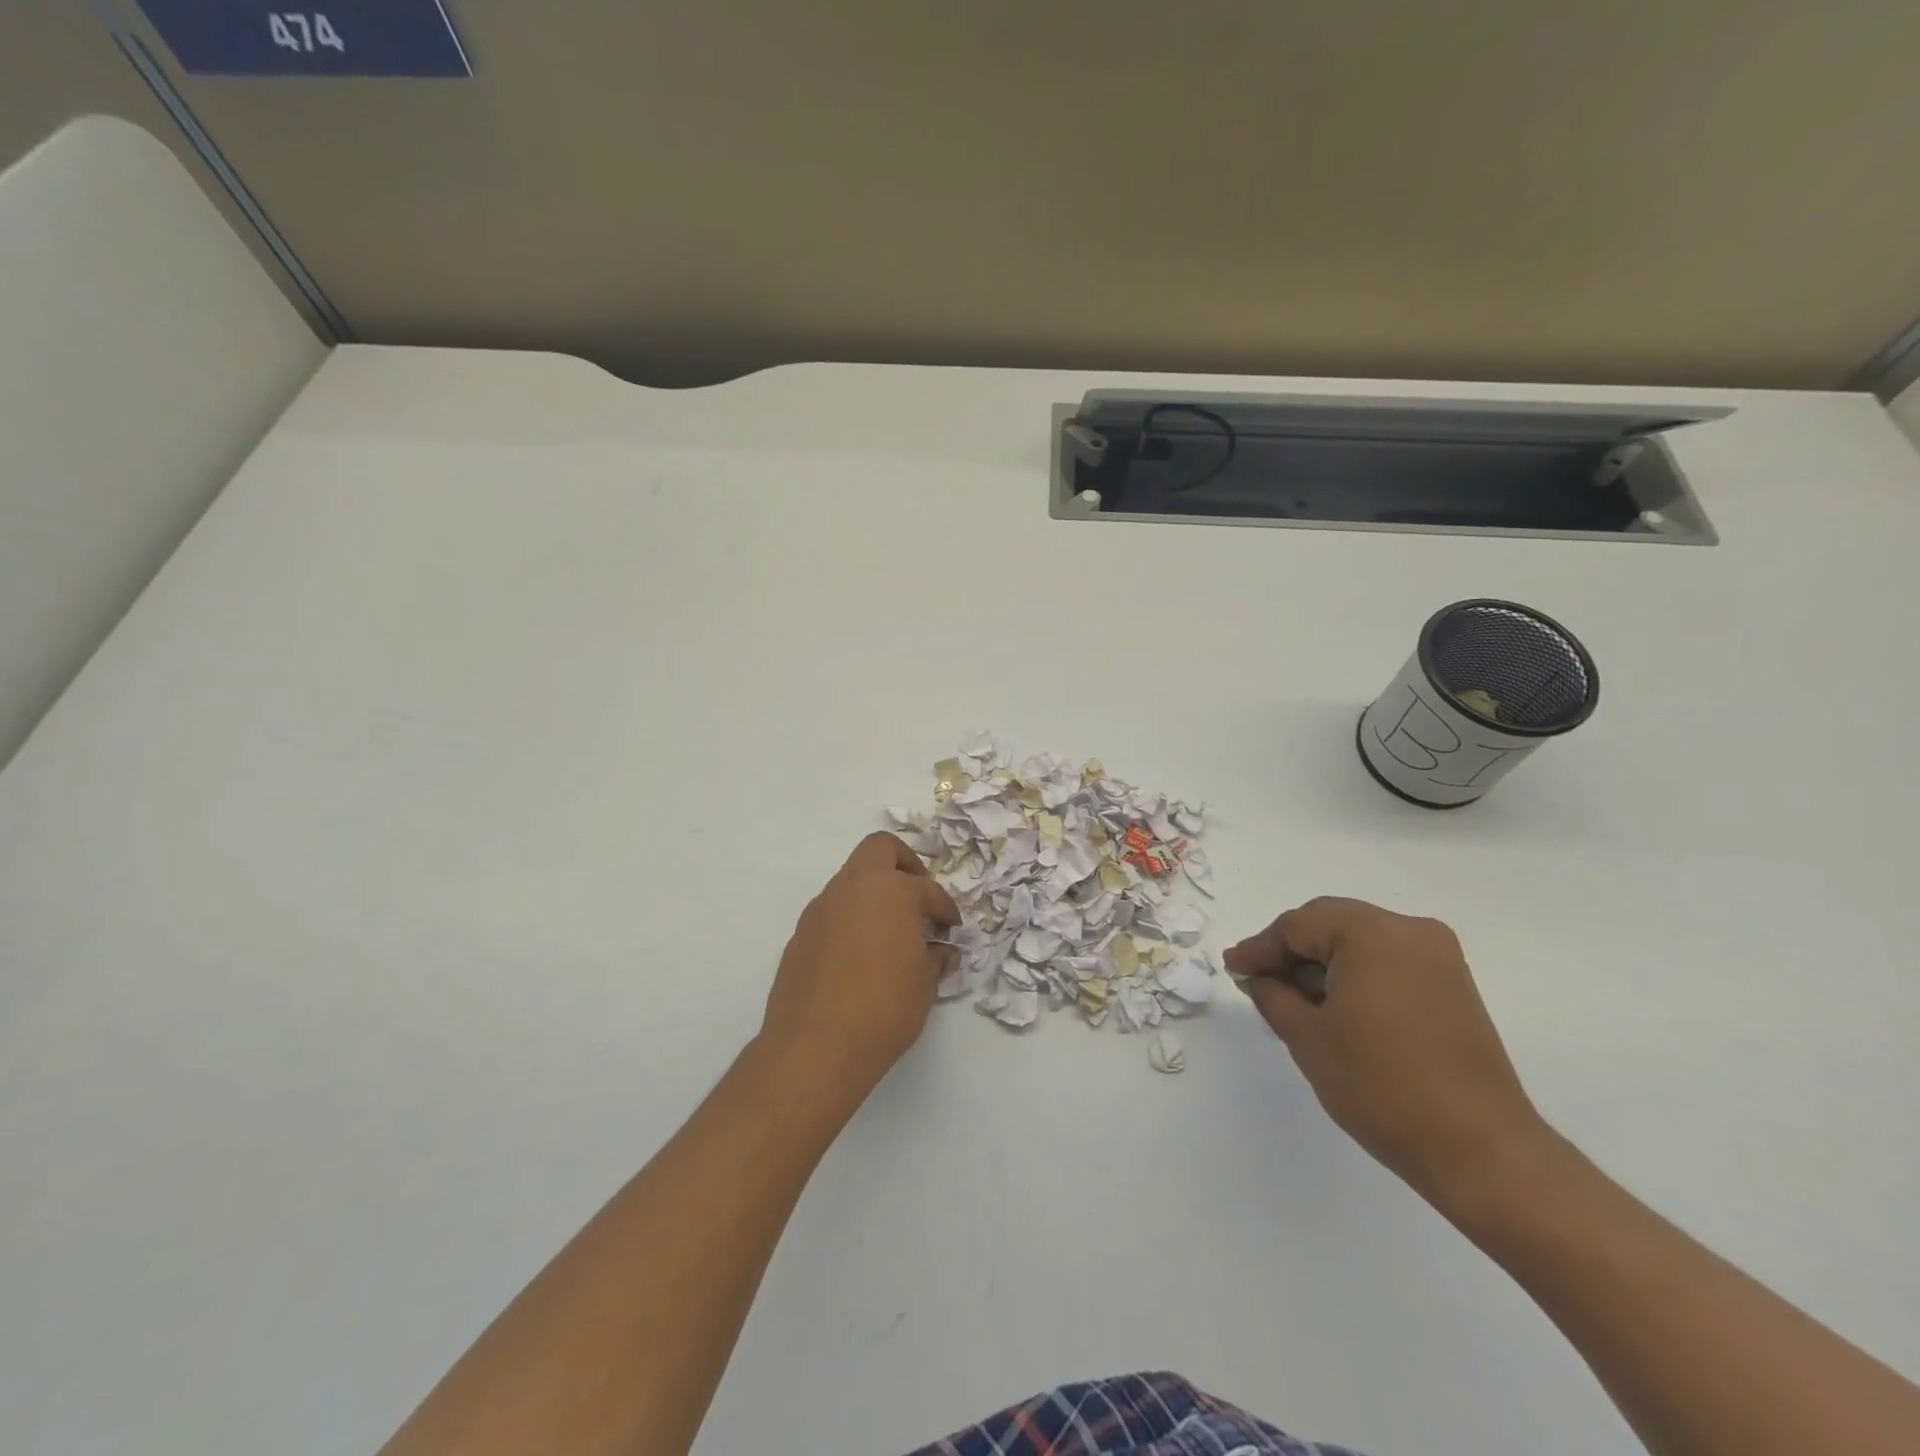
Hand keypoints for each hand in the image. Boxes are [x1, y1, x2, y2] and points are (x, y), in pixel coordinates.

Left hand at [758, 832, 959, 1108]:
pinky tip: (859, 957)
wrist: (815, 1047)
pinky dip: (851, 920)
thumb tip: (941, 951)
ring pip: (851, 880)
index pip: (926, 889)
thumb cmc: (884, 1009)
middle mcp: (852, 888)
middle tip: (918, 898)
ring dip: (873, 894)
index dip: (944, 907)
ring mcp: (820, 909)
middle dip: (904, 865)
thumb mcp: (924, 984)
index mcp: (890, 891)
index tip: (951, 927)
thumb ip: (935, 958)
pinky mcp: (800, 935)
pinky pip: (832, 912)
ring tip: (890, 933)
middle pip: (879, 849)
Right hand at [1225, 897, 1550, 1208]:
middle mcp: (1410, 931)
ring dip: (1322, 963)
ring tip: (1292, 1000)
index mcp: (1373, 934)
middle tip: (1257, 980)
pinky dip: (1354, 975)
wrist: (1481, 1151)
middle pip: (1330, 924)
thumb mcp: (1308, 1037)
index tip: (1232, 969)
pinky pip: (1386, 961)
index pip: (1298, 926)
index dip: (1260, 948)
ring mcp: (1438, 957)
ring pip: (1358, 942)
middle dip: (1290, 951)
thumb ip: (1273, 995)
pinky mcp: (1452, 985)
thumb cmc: (1381, 1086)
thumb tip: (1257, 977)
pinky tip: (1332, 1007)